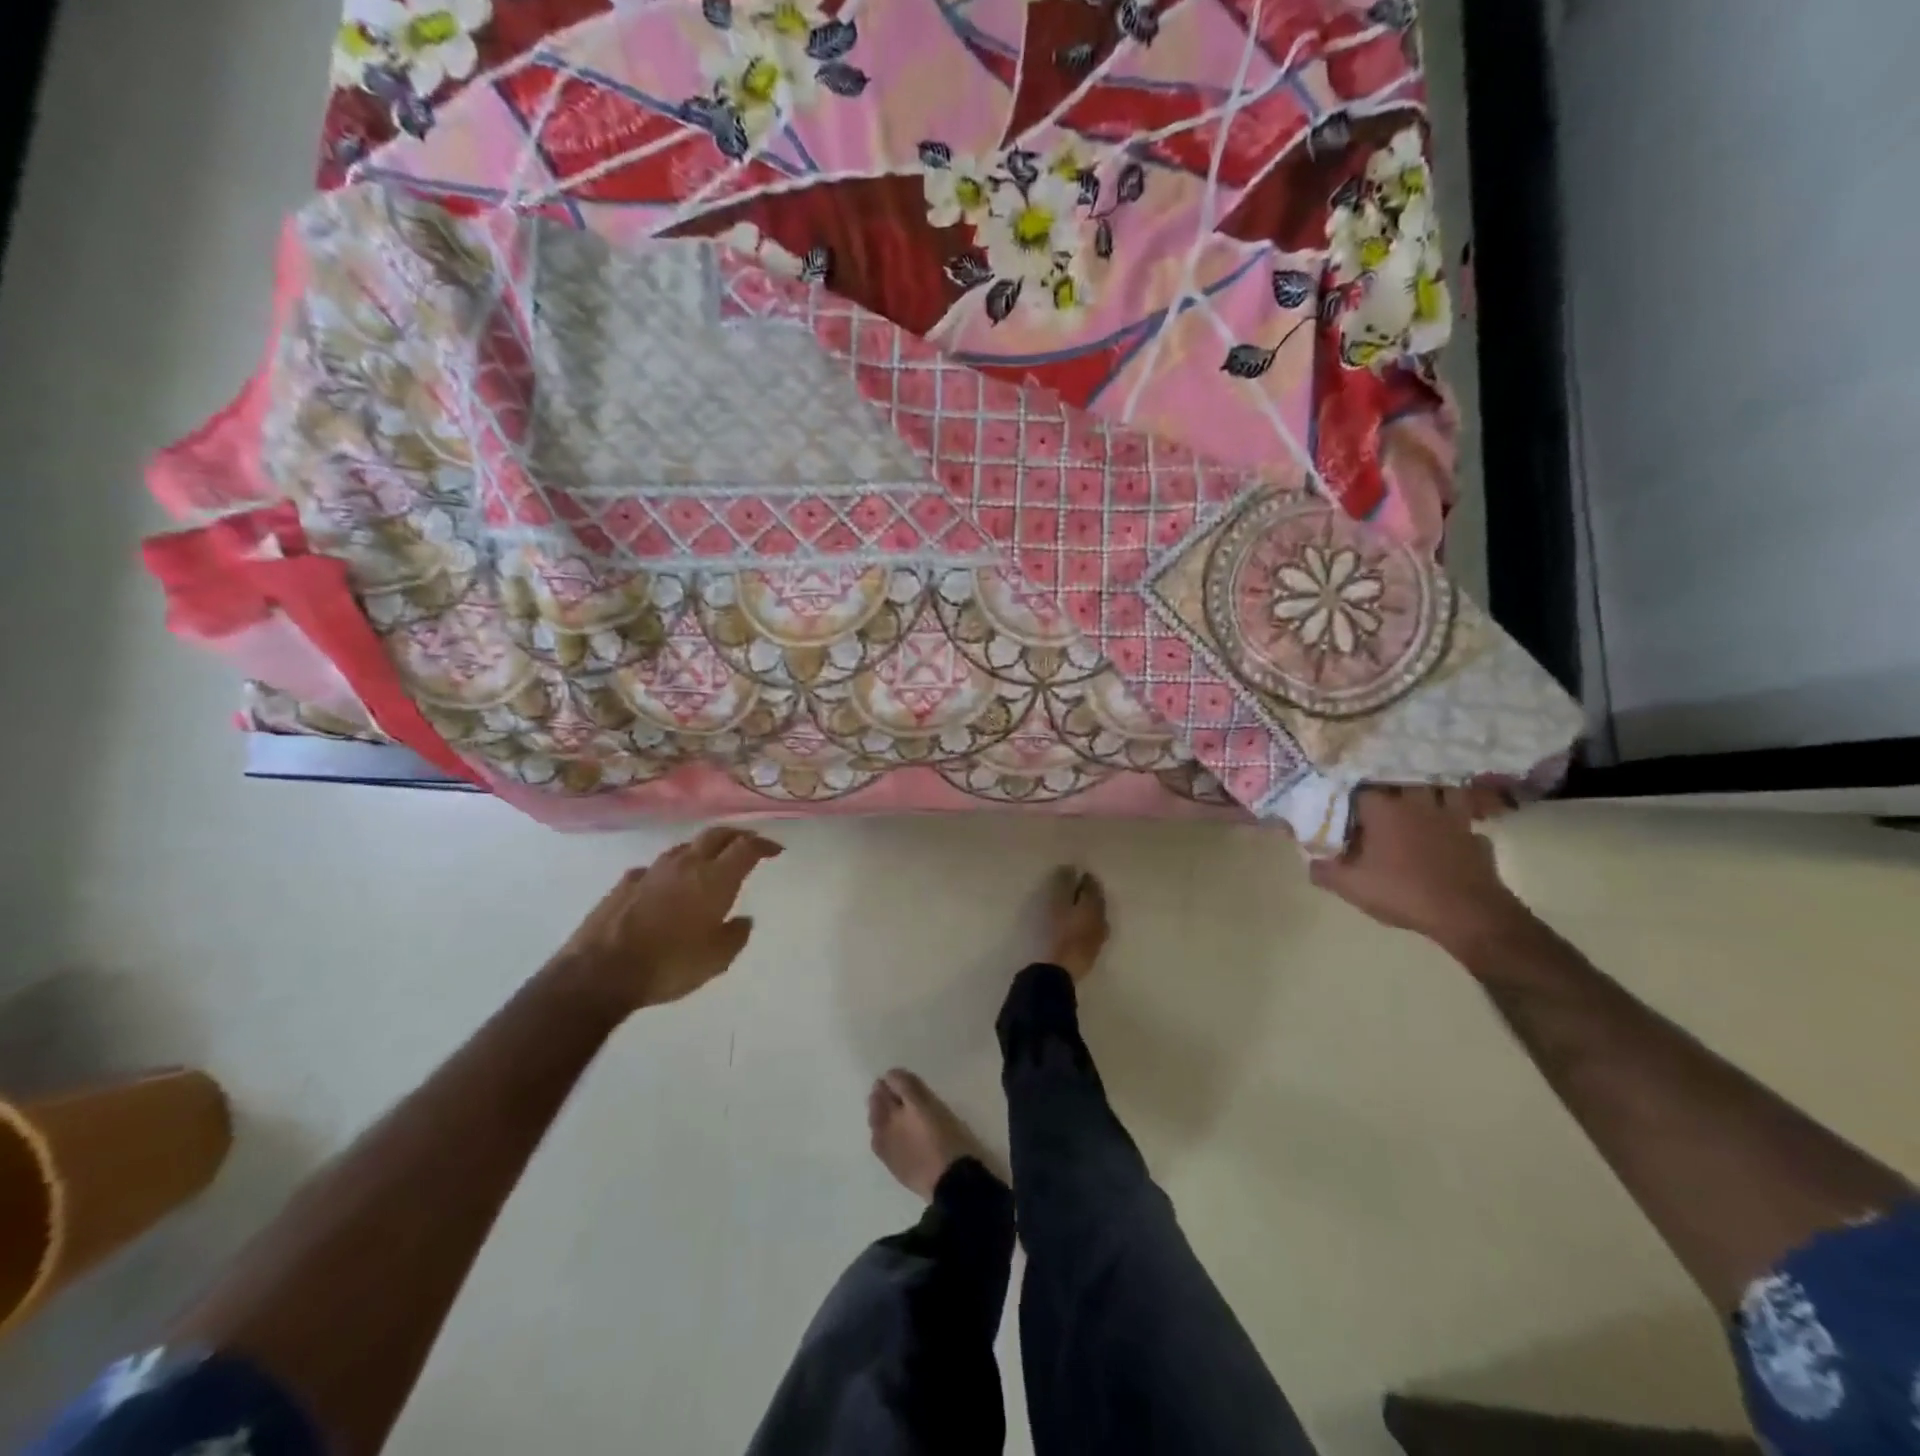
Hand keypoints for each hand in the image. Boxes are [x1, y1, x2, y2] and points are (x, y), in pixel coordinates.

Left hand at [549, 827, 782, 1014]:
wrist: (600, 972)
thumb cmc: (669, 964)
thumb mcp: (717, 959)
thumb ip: (735, 935)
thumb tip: (742, 920)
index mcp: (714, 878)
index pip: (746, 847)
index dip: (764, 844)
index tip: (775, 850)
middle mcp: (686, 864)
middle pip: (716, 835)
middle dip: (736, 836)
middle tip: (747, 844)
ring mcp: (652, 870)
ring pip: (685, 847)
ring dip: (703, 849)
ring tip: (710, 861)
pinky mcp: (626, 883)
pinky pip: (656, 868)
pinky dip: (670, 870)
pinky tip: (666, 885)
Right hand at [1309, 786, 1529, 951]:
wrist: (1468, 914)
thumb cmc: (1403, 892)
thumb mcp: (1350, 886)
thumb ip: (1324, 869)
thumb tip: (1310, 859)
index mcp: (1384, 809)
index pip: (1358, 789)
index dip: (1347, 799)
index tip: (1340, 810)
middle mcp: (1417, 804)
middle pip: (1401, 782)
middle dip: (1389, 790)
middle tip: (1378, 805)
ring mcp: (1452, 818)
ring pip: (1441, 791)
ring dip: (1429, 795)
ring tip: (1418, 807)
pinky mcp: (1475, 837)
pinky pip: (1464, 821)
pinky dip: (1455, 825)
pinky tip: (1448, 836)